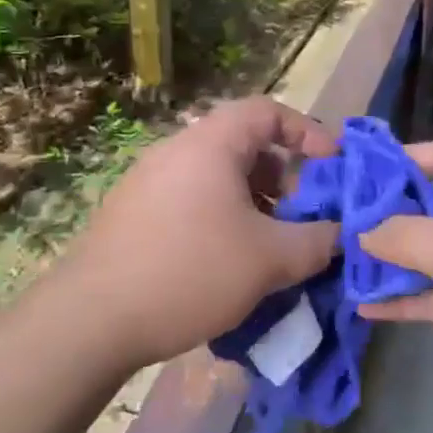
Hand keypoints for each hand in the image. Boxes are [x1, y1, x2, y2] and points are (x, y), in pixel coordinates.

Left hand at [60, 98, 340, 369]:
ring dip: (254, 202)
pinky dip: (222, 217)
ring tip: (270, 246)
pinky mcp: (132, 213)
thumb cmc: (190, 273)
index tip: (332, 165)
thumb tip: (342, 235)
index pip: (268, 111)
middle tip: (303, 215)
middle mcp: (176, 151)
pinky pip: (192, 199)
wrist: (90, 321)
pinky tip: (227, 263)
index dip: (308, 131)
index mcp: (210, 145)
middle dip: (284, 177)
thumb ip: (318, 242)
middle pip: (244, 145)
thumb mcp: (270, 260)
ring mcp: (148, 181)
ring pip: (217, 177)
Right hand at [360, 140, 432, 429]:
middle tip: (333, 214)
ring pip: (422, 252)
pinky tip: (361, 305)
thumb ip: (406, 234)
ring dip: (385, 256)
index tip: (357, 166)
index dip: (405, 155)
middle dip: (383, 208)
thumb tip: (362, 231)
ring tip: (338, 257)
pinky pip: (426, 295)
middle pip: (426, 204)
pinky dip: (397, 298)